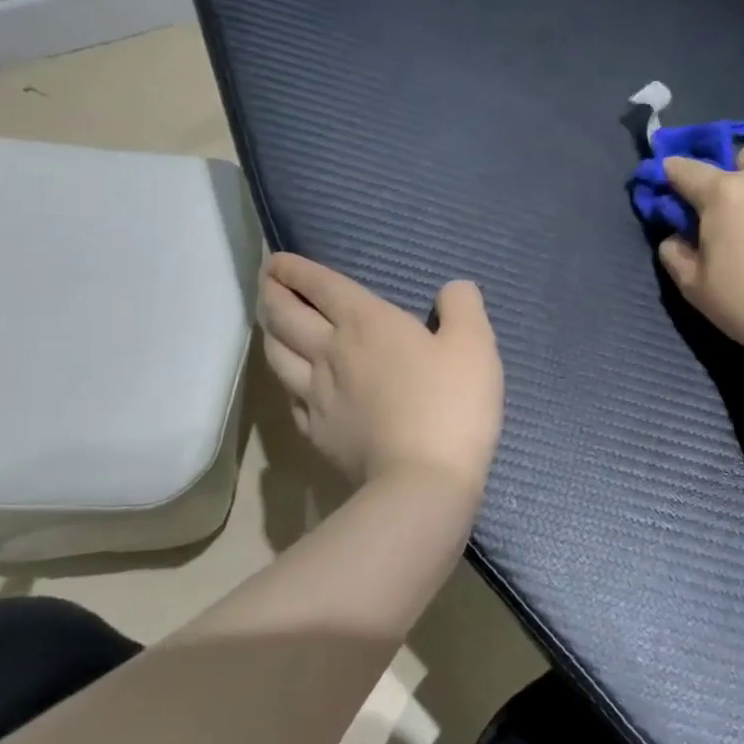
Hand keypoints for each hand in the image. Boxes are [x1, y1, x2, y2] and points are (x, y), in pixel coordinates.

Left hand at [257, 253, 503, 499]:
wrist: (423, 482)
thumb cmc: (452, 404)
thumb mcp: (475, 344)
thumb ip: (462, 306)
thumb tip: (452, 288)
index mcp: (367, 323)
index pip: (321, 286)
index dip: (296, 270)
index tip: (278, 261)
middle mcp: (331, 352)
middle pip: (286, 317)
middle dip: (272, 294)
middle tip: (267, 283)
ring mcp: (317, 396)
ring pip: (277, 356)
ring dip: (270, 333)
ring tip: (272, 325)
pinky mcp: (317, 433)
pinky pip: (289, 399)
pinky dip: (285, 381)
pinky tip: (292, 383)